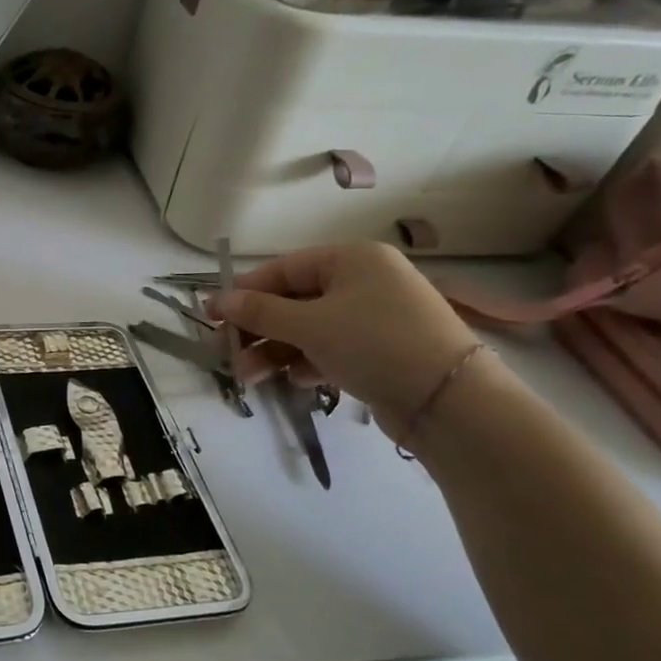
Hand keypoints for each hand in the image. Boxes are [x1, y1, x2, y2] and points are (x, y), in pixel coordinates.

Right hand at [205, 244, 478, 436]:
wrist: (451, 401)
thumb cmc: (375, 344)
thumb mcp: (309, 325)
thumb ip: (259, 312)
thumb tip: (219, 300)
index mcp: (352, 259)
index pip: (283, 269)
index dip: (244, 292)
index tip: (210, 314)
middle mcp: (364, 282)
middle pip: (293, 301)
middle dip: (257, 330)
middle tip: (226, 353)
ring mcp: (374, 318)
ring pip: (308, 329)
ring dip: (274, 351)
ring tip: (249, 377)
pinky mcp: (380, 352)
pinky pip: (330, 349)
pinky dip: (306, 362)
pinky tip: (293, 380)